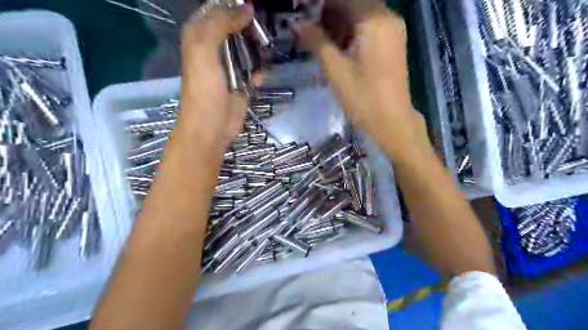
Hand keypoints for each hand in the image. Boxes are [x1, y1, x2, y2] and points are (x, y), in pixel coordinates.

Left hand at [177, 3, 253, 158]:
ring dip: (256, 54)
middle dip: (249, 30)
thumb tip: (246, 8)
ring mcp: (228, 67)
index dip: (233, 7)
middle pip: (235, 28)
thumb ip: (220, 24)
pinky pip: (254, 70)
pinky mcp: (241, 83)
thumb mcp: (204, 51)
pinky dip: (258, 73)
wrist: (212, 127)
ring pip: (247, 49)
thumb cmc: (205, 90)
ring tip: (261, 60)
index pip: (216, 10)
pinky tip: (258, 82)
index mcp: (199, 36)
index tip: (252, 9)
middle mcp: (214, 48)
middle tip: (261, 34)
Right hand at [296, 0, 414, 153]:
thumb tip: (297, 23)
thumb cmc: (363, 98)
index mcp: (374, 20)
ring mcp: (392, 29)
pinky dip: (349, 31)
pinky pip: (367, 26)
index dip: (320, 4)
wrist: (391, 121)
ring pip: (360, 14)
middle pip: (353, 2)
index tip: (302, 12)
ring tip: (316, 37)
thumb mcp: (335, 69)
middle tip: (307, 27)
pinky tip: (334, 44)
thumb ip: (316, 41)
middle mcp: (387, 17)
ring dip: (337, 21)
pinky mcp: (391, 42)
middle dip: (327, 12)